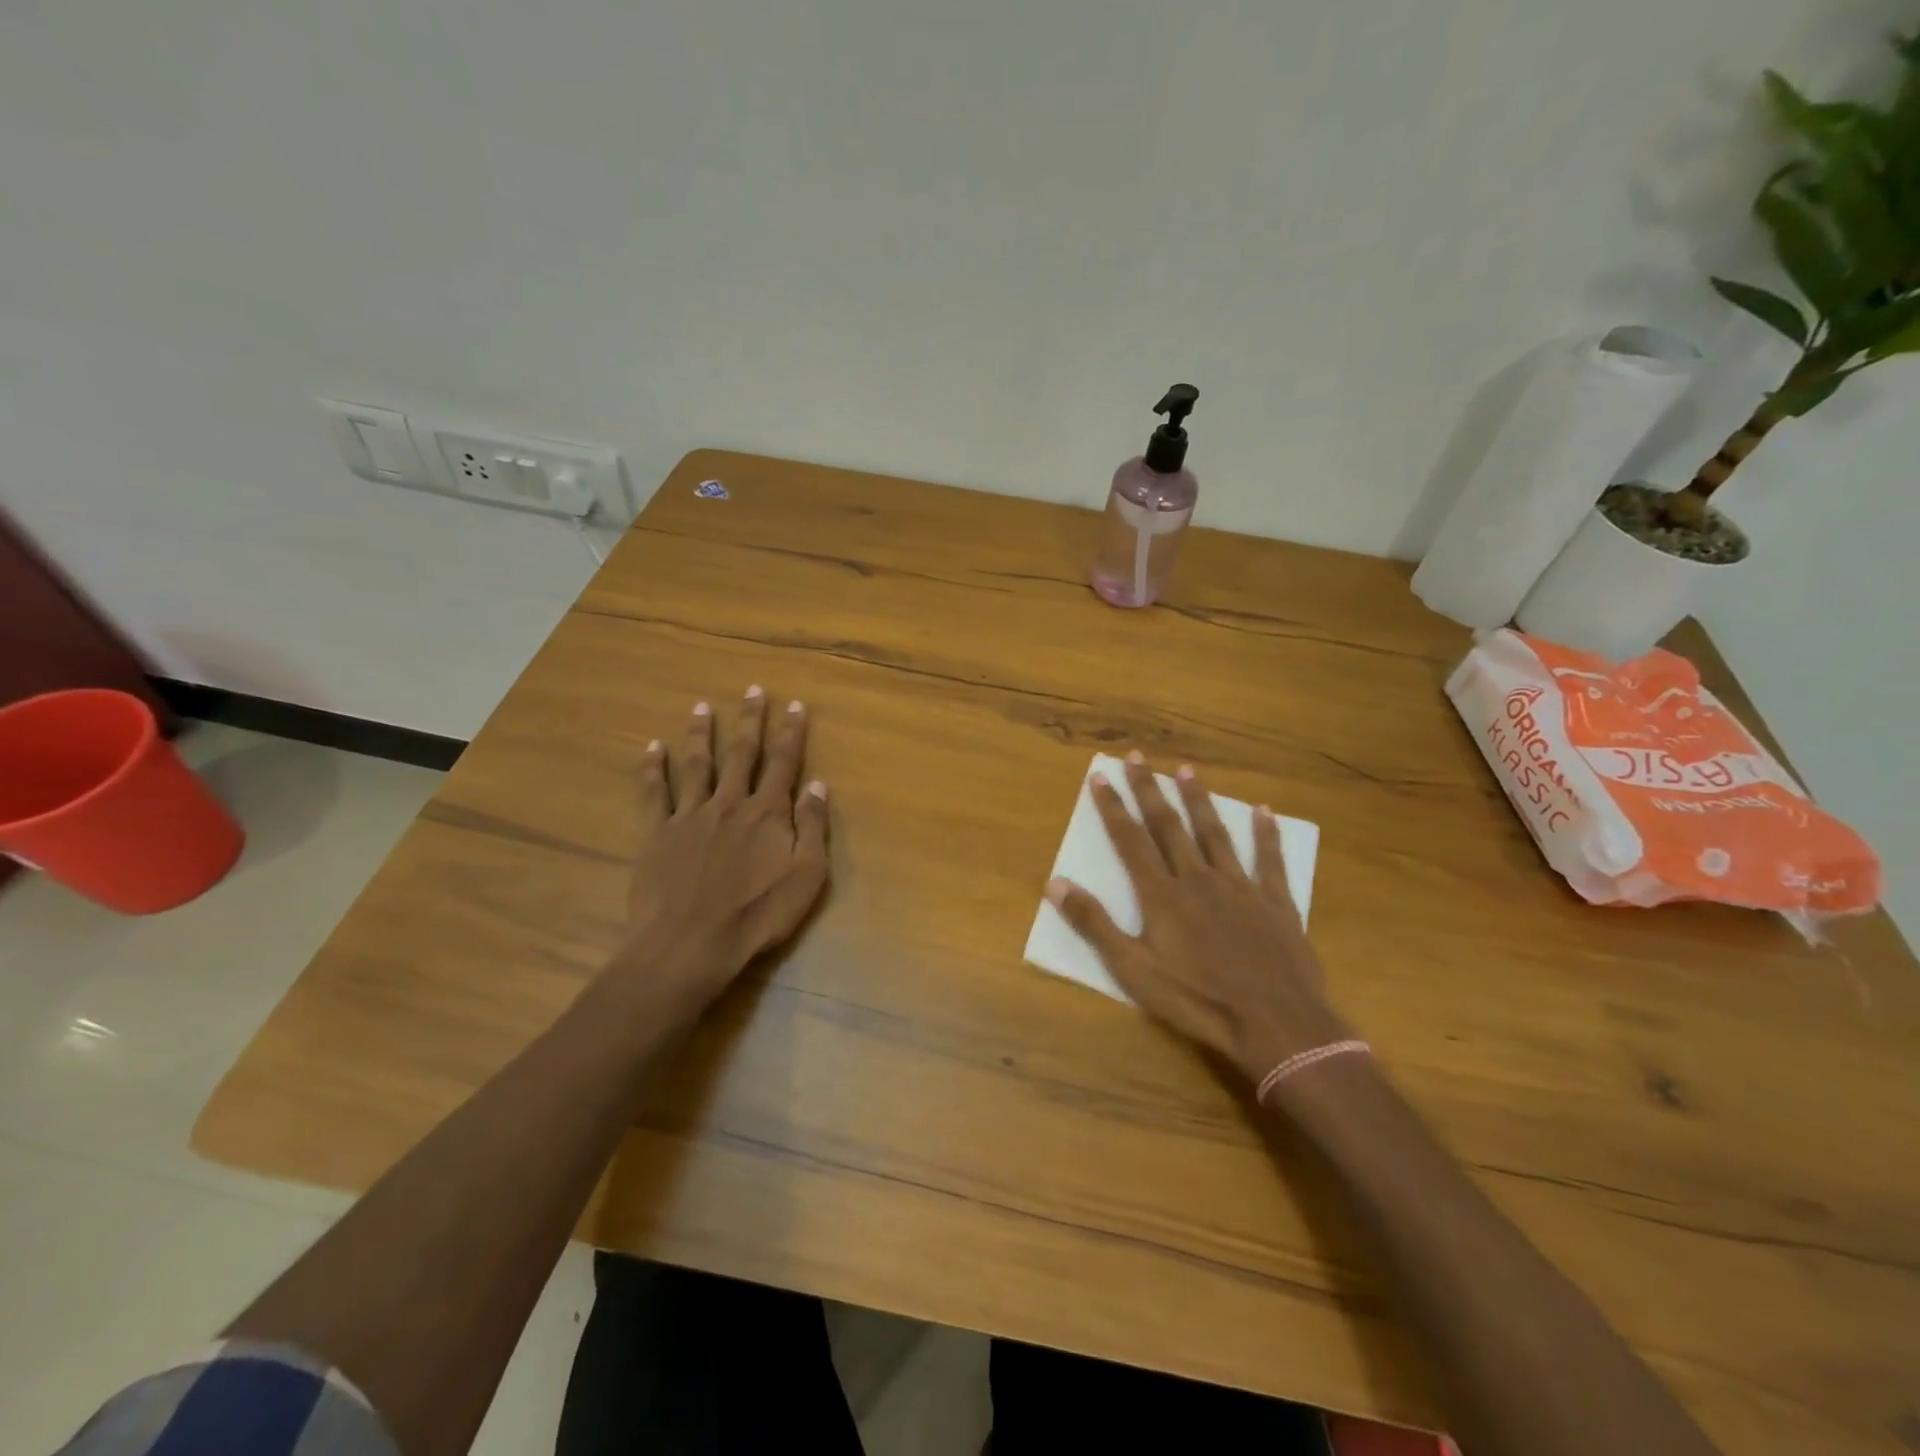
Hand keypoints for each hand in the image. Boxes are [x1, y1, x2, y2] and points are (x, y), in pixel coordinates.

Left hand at [611, 686, 829, 1017]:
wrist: (691, 944)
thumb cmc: (758, 914)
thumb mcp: (807, 876)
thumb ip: (814, 827)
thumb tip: (819, 786)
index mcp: (767, 812)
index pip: (783, 762)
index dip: (791, 732)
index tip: (794, 704)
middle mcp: (729, 803)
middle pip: (741, 753)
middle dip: (750, 720)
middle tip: (752, 689)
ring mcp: (689, 815)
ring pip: (696, 764)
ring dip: (701, 733)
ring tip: (701, 706)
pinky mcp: (657, 833)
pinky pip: (653, 793)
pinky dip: (652, 768)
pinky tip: (652, 747)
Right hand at [1046, 753, 1349, 1084]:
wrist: (1274, 1022)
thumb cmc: (1196, 1000)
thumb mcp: (1132, 969)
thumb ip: (1095, 924)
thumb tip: (1054, 882)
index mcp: (1161, 895)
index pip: (1130, 840)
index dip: (1113, 807)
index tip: (1101, 775)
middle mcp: (1197, 879)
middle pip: (1169, 826)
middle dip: (1150, 790)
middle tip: (1138, 756)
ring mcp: (1239, 887)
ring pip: (1214, 833)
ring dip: (1199, 800)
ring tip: (1187, 770)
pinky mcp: (1275, 902)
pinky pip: (1269, 860)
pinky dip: (1266, 834)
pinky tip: (1265, 811)